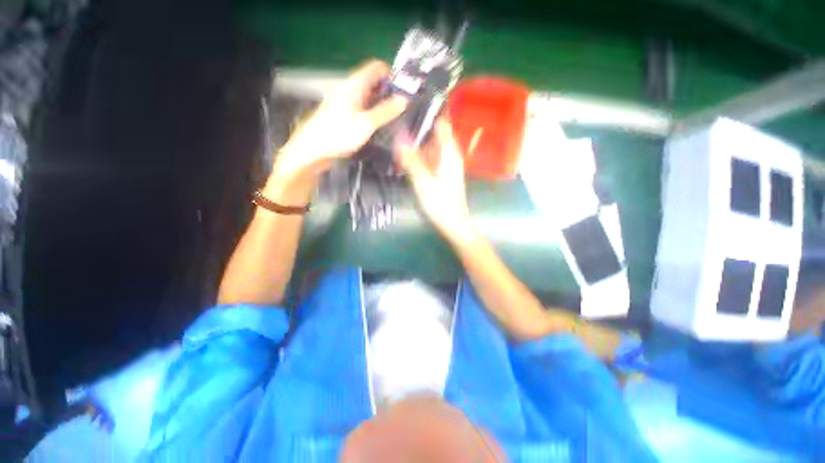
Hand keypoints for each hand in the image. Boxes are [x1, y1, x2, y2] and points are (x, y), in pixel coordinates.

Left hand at [270, 60, 406, 201]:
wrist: (312, 150)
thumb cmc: (337, 134)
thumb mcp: (366, 124)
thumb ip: (385, 111)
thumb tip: (404, 100)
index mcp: (353, 85)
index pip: (376, 67)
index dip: (391, 74)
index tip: (405, 90)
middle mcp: (349, 90)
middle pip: (372, 82)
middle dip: (389, 91)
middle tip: (404, 107)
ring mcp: (345, 103)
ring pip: (368, 97)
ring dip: (381, 103)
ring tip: (396, 116)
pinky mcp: (344, 116)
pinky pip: (362, 108)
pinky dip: (373, 113)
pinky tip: (380, 125)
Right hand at [397, 119, 474, 241]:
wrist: (453, 223)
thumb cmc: (440, 203)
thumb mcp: (422, 181)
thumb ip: (410, 160)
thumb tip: (398, 138)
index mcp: (449, 152)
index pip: (442, 123)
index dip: (430, 112)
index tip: (412, 103)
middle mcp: (450, 155)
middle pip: (435, 135)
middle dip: (419, 128)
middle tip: (397, 120)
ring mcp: (447, 166)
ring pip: (431, 148)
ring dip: (417, 143)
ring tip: (397, 136)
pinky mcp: (443, 175)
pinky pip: (431, 160)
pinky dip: (420, 156)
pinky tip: (406, 157)